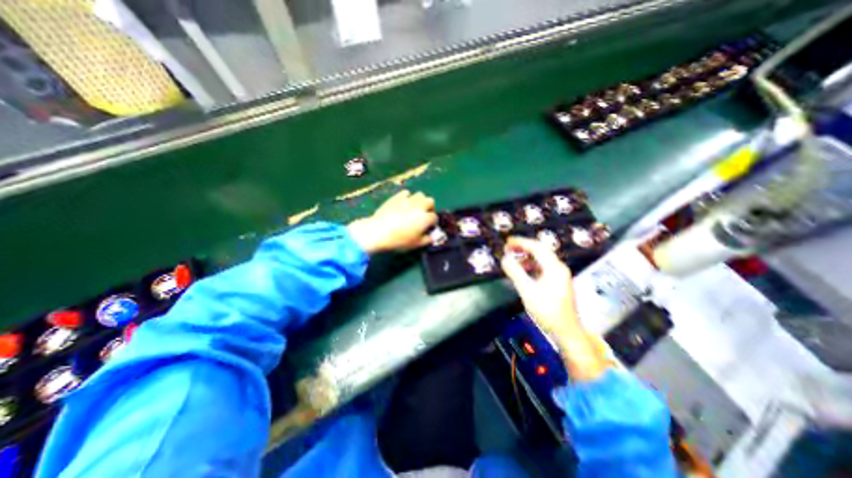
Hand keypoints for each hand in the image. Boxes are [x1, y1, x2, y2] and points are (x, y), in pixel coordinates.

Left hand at [347, 189, 434, 252]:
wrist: (379, 231)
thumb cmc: (399, 240)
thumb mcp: (416, 245)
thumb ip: (427, 240)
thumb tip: (433, 237)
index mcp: (425, 218)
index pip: (434, 218)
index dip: (432, 223)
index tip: (428, 228)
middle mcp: (419, 206)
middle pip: (430, 201)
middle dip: (429, 208)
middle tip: (424, 215)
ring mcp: (408, 200)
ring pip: (420, 194)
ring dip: (420, 201)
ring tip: (415, 208)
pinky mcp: (397, 197)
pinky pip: (406, 193)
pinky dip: (407, 197)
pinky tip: (403, 204)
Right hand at [502, 237, 608, 382]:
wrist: (566, 331)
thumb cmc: (547, 311)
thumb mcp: (527, 291)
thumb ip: (515, 273)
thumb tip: (504, 259)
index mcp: (554, 267)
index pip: (537, 247)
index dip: (521, 242)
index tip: (508, 242)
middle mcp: (559, 268)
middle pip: (541, 251)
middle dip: (524, 247)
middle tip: (509, 247)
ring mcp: (560, 275)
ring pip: (542, 259)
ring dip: (527, 256)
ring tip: (513, 257)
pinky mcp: (558, 282)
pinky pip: (543, 267)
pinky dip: (531, 265)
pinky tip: (523, 270)